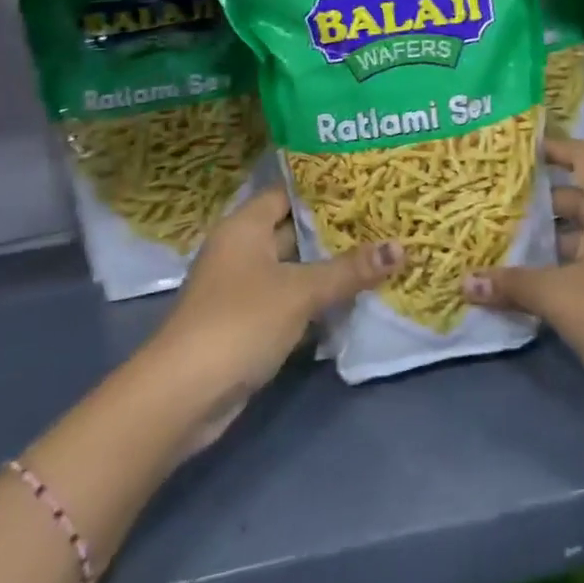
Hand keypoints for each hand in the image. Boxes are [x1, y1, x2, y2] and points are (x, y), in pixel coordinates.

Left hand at [152, 187, 399, 436]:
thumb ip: (349, 270)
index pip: (288, 193)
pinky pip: (291, 301)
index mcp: (245, 227)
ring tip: (380, 254)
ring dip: (330, 269)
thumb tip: (401, 247)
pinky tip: (355, 299)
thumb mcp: (300, 292)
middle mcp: (242, 251)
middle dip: (336, 230)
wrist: (182, 397)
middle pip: (294, 230)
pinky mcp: (249, 324)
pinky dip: (317, 301)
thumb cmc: (239, 323)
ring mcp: (244, 290)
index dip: (325, 189)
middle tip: (384, 220)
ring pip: (296, 269)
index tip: (366, 185)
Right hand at [462, 139, 583, 406]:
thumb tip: (465, 282)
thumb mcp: (559, 298)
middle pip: (583, 196)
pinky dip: (568, 260)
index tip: (522, 150)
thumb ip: (513, 285)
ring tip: (510, 242)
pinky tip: (540, 281)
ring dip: (554, 236)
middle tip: (501, 203)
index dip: (558, 149)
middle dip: (543, 200)